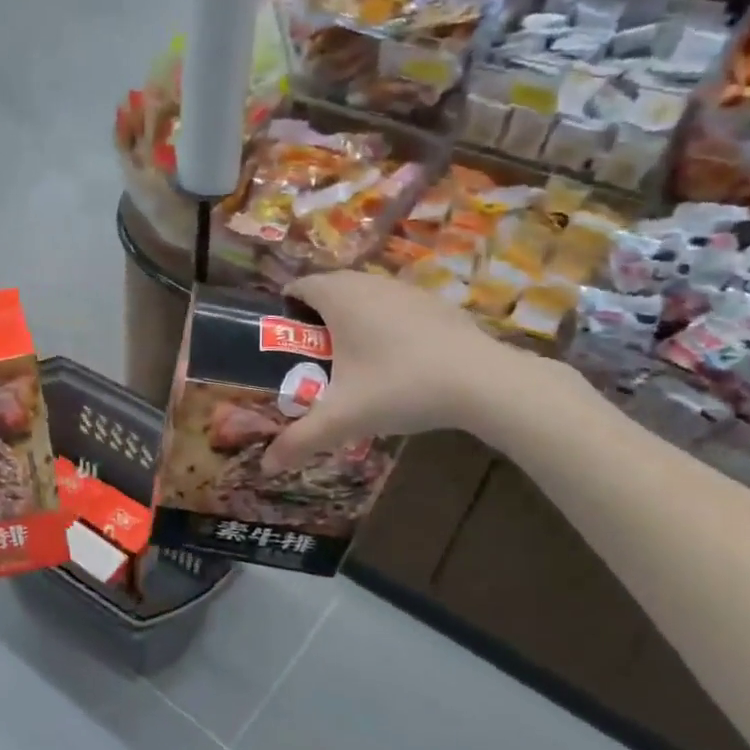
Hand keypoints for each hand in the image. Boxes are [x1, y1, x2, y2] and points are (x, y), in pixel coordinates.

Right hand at [260, 270, 534, 470]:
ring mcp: (406, 289)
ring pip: (365, 295)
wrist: (484, 382)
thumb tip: (266, 467)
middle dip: (316, 317)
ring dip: (351, 319)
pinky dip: (384, 324)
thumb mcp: (343, 418)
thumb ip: (300, 440)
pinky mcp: (435, 303)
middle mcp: (369, 282)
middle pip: (330, 289)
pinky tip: (395, 361)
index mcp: (339, 297)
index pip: (299, 287)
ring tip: (351, 360)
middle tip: (311, 356)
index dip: (285, 310)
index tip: (282, 340)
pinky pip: (394, 306)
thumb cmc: (399, 387)